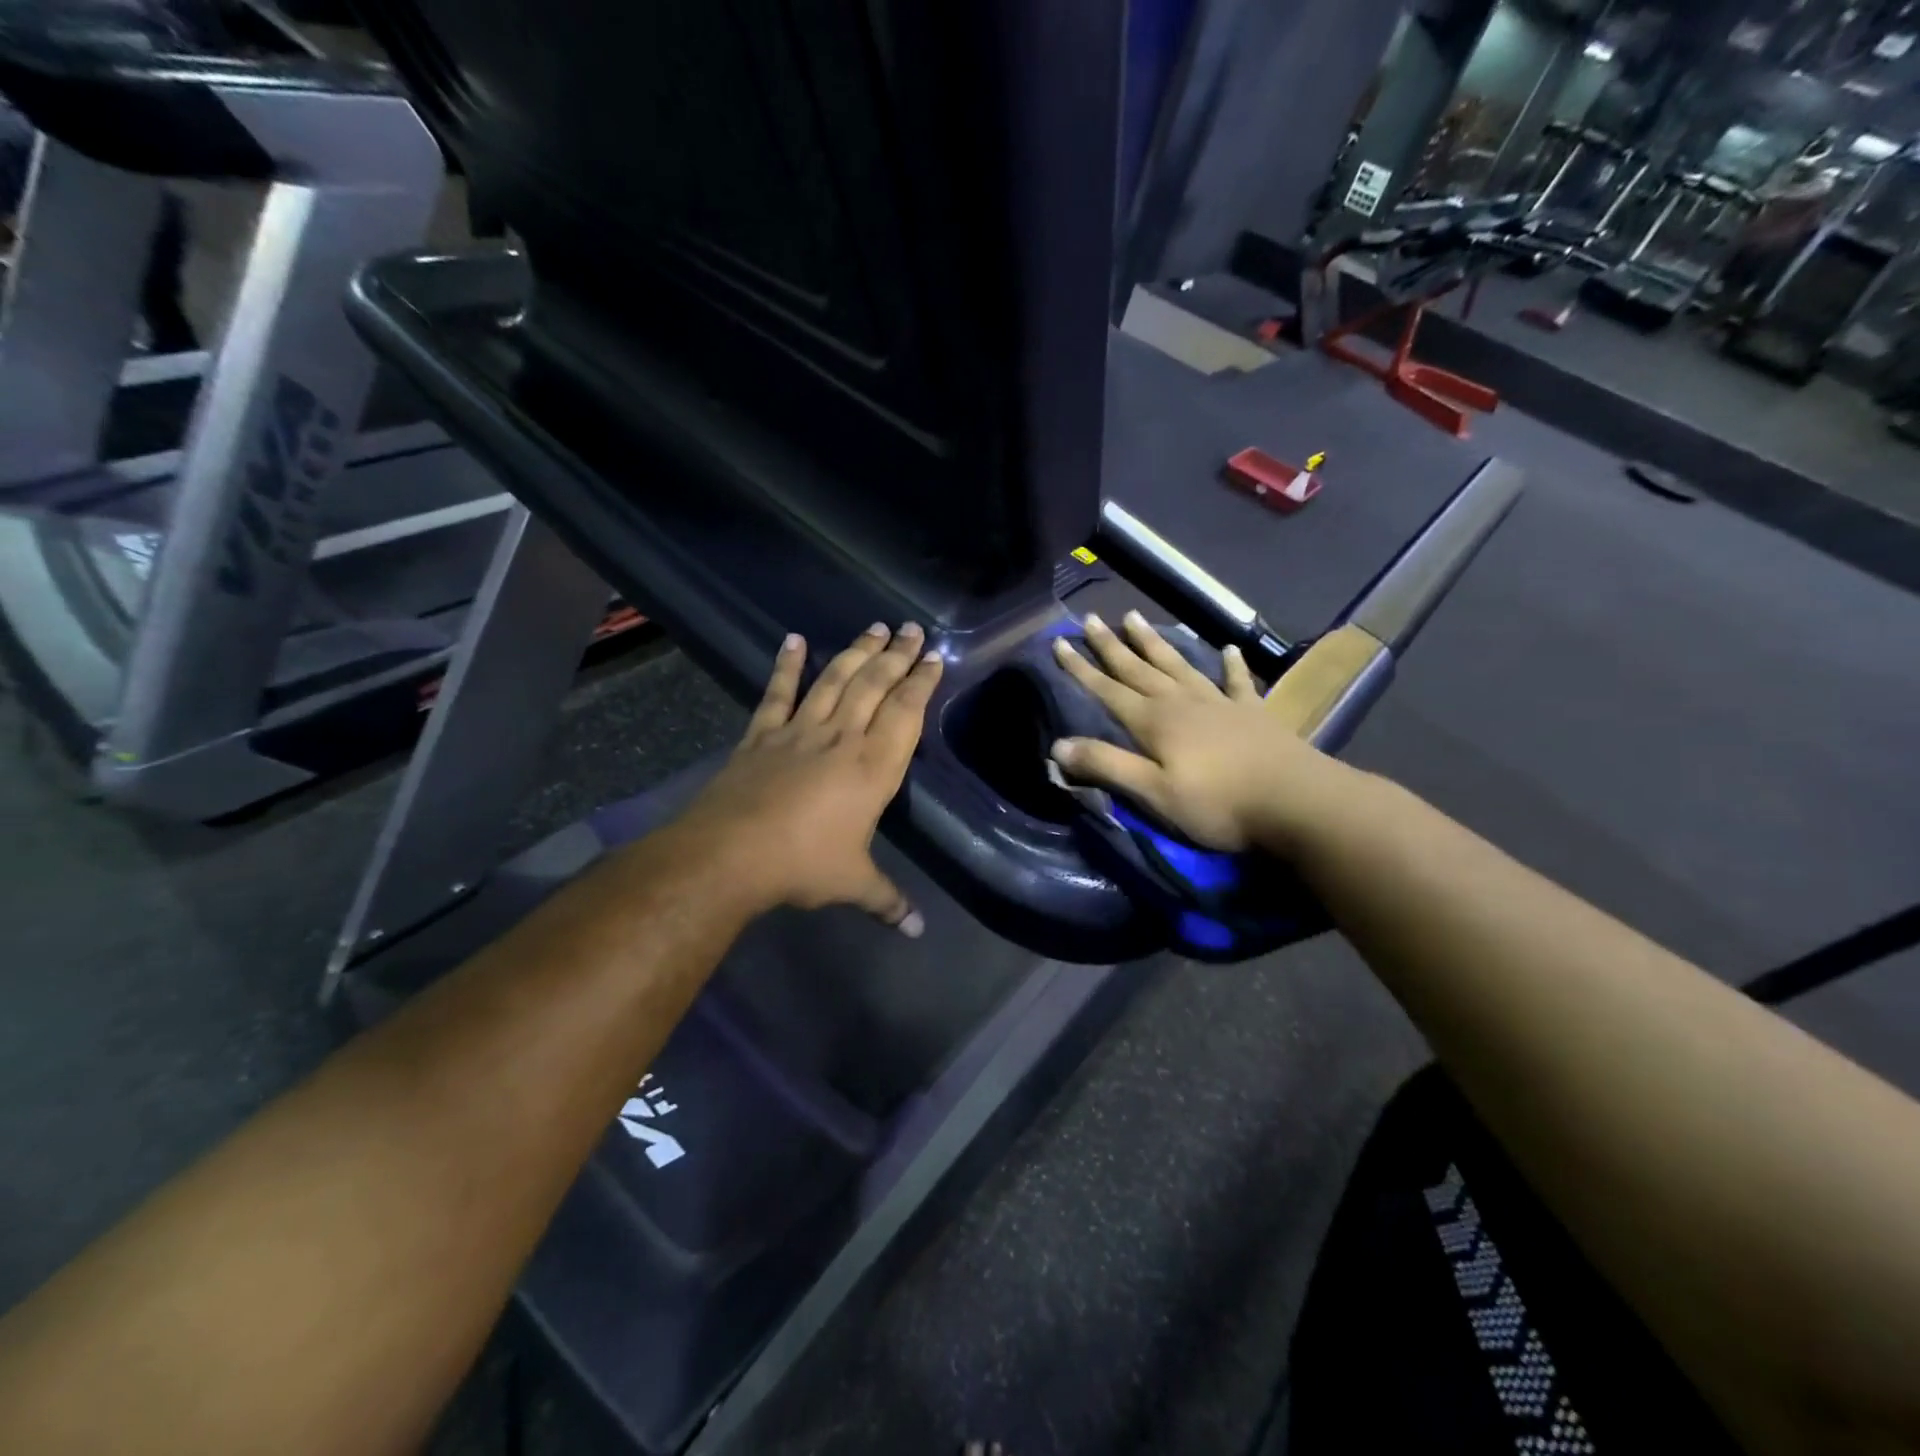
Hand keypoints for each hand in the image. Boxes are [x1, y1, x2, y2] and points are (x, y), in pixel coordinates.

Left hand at [676, 623, 943, 932]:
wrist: (730, 854)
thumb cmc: (803, 864)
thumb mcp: (853, 884)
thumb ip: (888, 900)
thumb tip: (918, 930)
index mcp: (873, 767)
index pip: (905, 712)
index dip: (921, 681)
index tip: (932, 656)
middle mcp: (841, 738)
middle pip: (873, 685)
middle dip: (895, 655)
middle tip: (910, 628)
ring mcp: (799, 731)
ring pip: (834, 680)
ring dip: (856, 652)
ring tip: (873, 627)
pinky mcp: (762, 735)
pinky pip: (778, 694)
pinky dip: (786, 666)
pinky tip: (793, 640)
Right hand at [1049, 612, 1356, 853]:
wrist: (1295, 801)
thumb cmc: (1217, 803)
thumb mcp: (1152, 792)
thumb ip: (1106, 766)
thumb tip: (1057, 745)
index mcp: (1154, 722)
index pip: (1107, 689)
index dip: (1080, 668)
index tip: (1059, 642)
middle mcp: (1181, 703)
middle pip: (1138, 669)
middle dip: (1111, 646)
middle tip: (1091, 618)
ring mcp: (1218, 703)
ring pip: (1177, 665)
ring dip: (1154, 643)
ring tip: (1135, 618)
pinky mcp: (1252, 713)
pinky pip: (1236, 682)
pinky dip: (1230, 665)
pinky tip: (1226, 649)